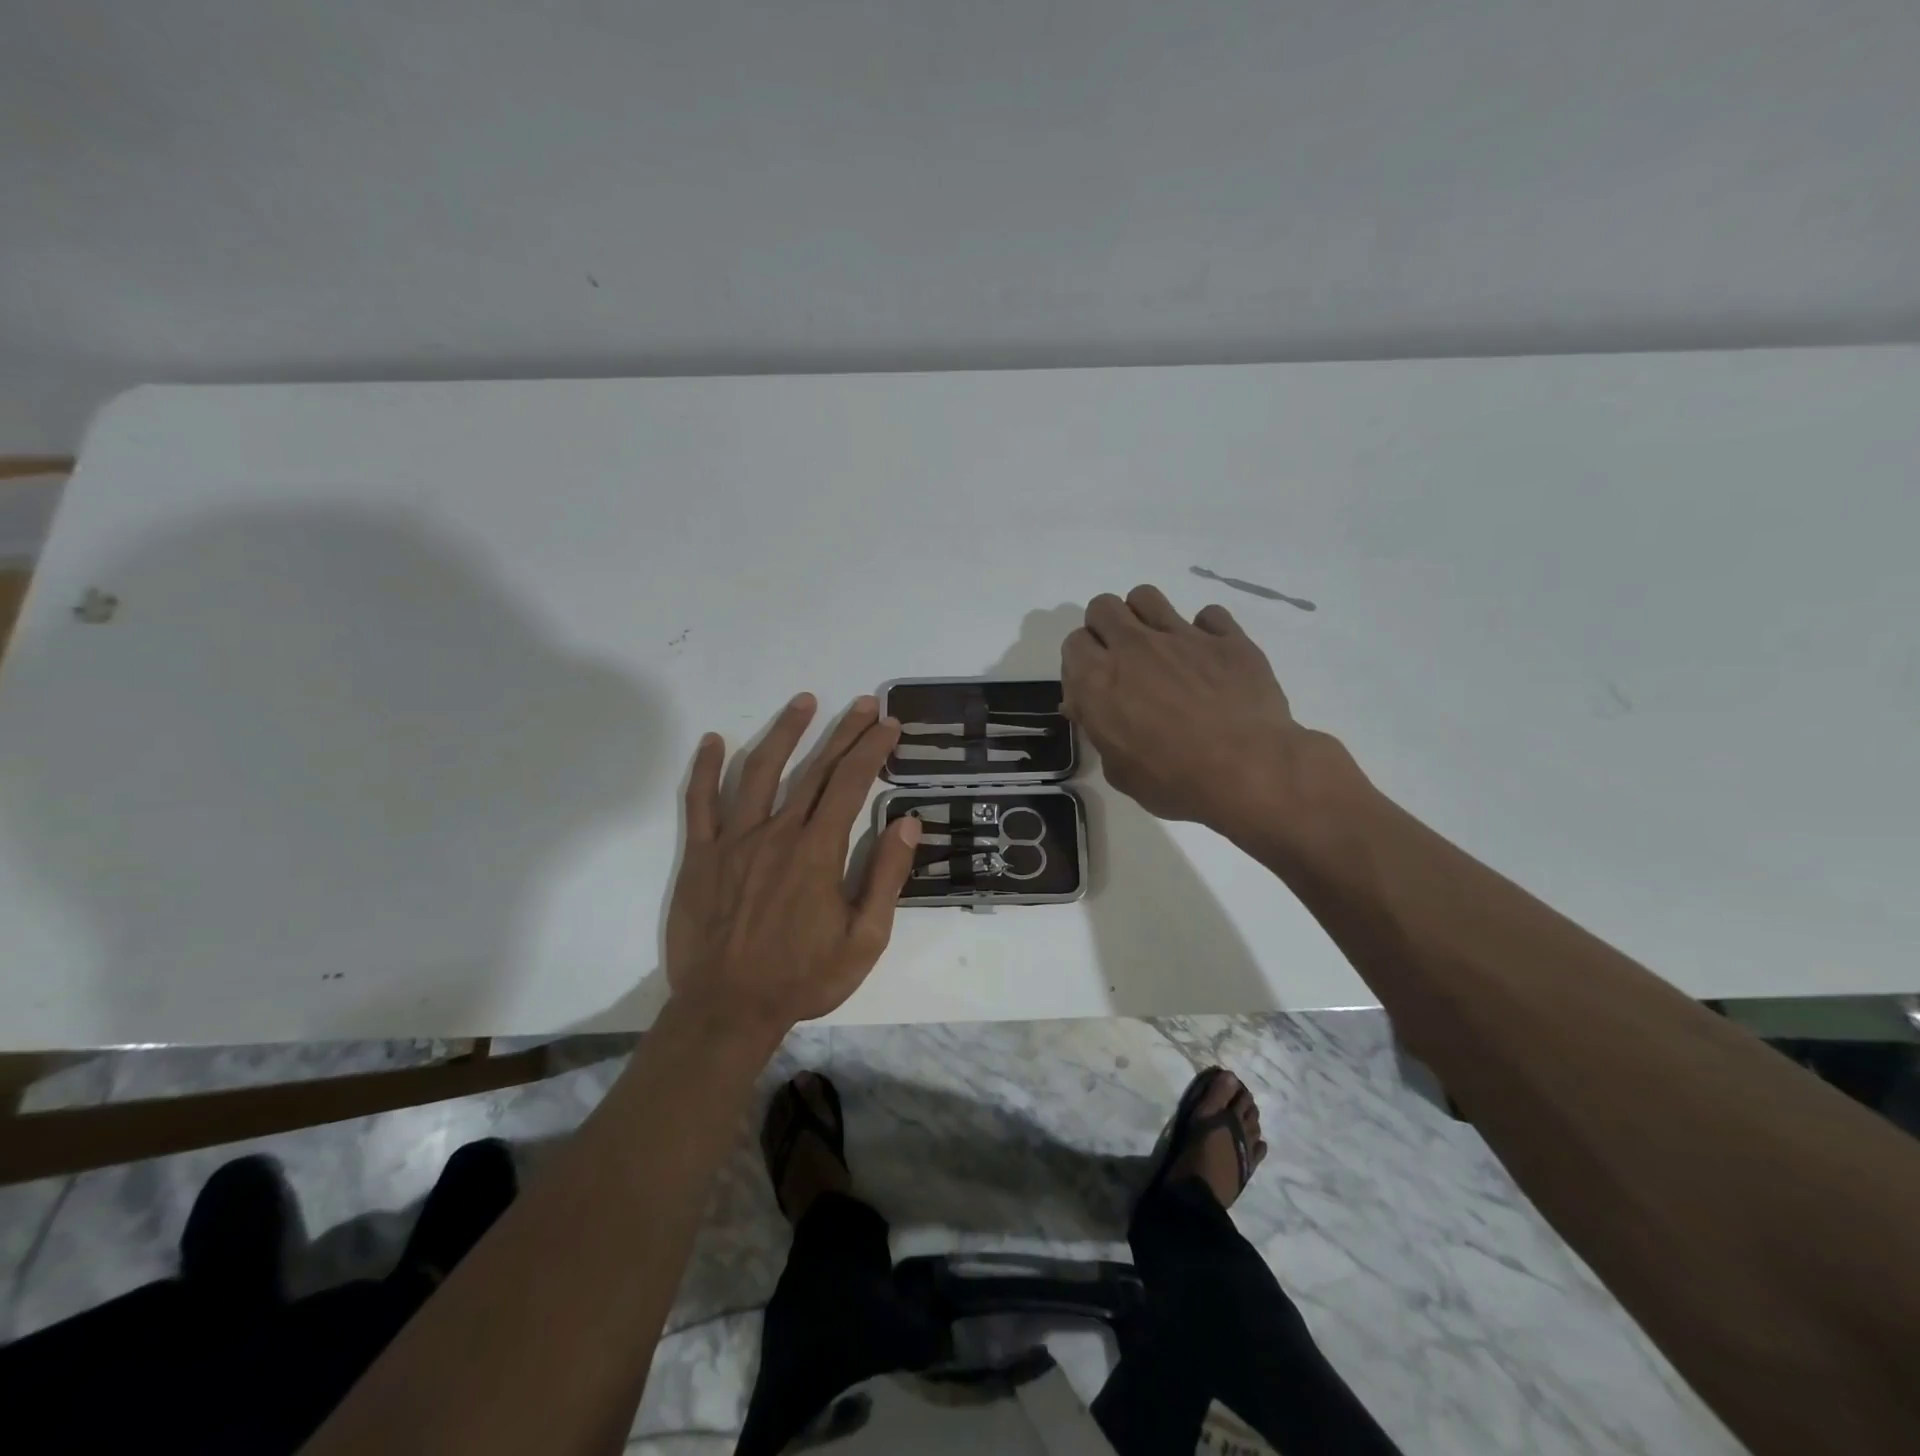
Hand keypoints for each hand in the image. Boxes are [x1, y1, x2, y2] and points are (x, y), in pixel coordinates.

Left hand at [665, 694, 920, 1036]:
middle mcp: (777, 832)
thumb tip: (907, 822)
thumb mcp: (864, 939)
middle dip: (843, 732)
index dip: (872, 749)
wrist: (727, 1009)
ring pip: (758, 770)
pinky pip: (700, 802)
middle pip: (815, 769)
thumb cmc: (803, 977)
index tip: (889, 725)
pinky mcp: (701, 855)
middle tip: (864, 704)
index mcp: (818, 851)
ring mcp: (734, 840)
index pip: (851, 783)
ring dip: (784, 732)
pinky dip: (705, 768)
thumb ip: (886, 877)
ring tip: (804, 701)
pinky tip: (713, 740)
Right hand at [1061, 586, 1361, 843]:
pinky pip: (1208, 614)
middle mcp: (1133, 647)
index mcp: (1098, 680)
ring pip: (1146, 596)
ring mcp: (1181, 635)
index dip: (1082, 662)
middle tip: (1123, 660)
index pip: (1073, 643)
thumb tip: (1089, 709)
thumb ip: (1100, 730)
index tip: (1095, 684)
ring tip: (1159, 646)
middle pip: (1102, 607)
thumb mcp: (1119, 770)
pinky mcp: (1226, 637)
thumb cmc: (1174, 781)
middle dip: (1105, 628)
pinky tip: (1210, 657)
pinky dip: (1205, 631)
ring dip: (1144, 616)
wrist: (1248, 771)